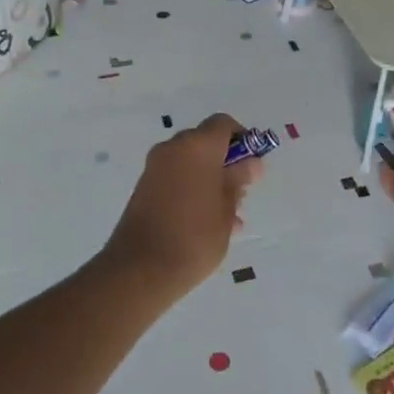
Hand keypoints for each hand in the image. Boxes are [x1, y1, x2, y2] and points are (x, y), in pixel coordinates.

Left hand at [100, 114, 263, 294]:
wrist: (141, 270)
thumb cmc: (195, 236)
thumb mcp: (227, 208)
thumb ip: (239, 180)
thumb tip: (251, 163)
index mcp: (197, 146)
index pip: (223, 124)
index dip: (242, 139)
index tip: (252, 165)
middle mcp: (173, 148)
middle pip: (206, 142)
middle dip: (226, 162)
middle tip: (241, 193)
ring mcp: (155, 168)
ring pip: (191, 162)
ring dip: (210, 178)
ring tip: (228, 215)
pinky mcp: (144, 188)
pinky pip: (176, 178)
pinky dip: (193, 188)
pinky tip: (207, 222)